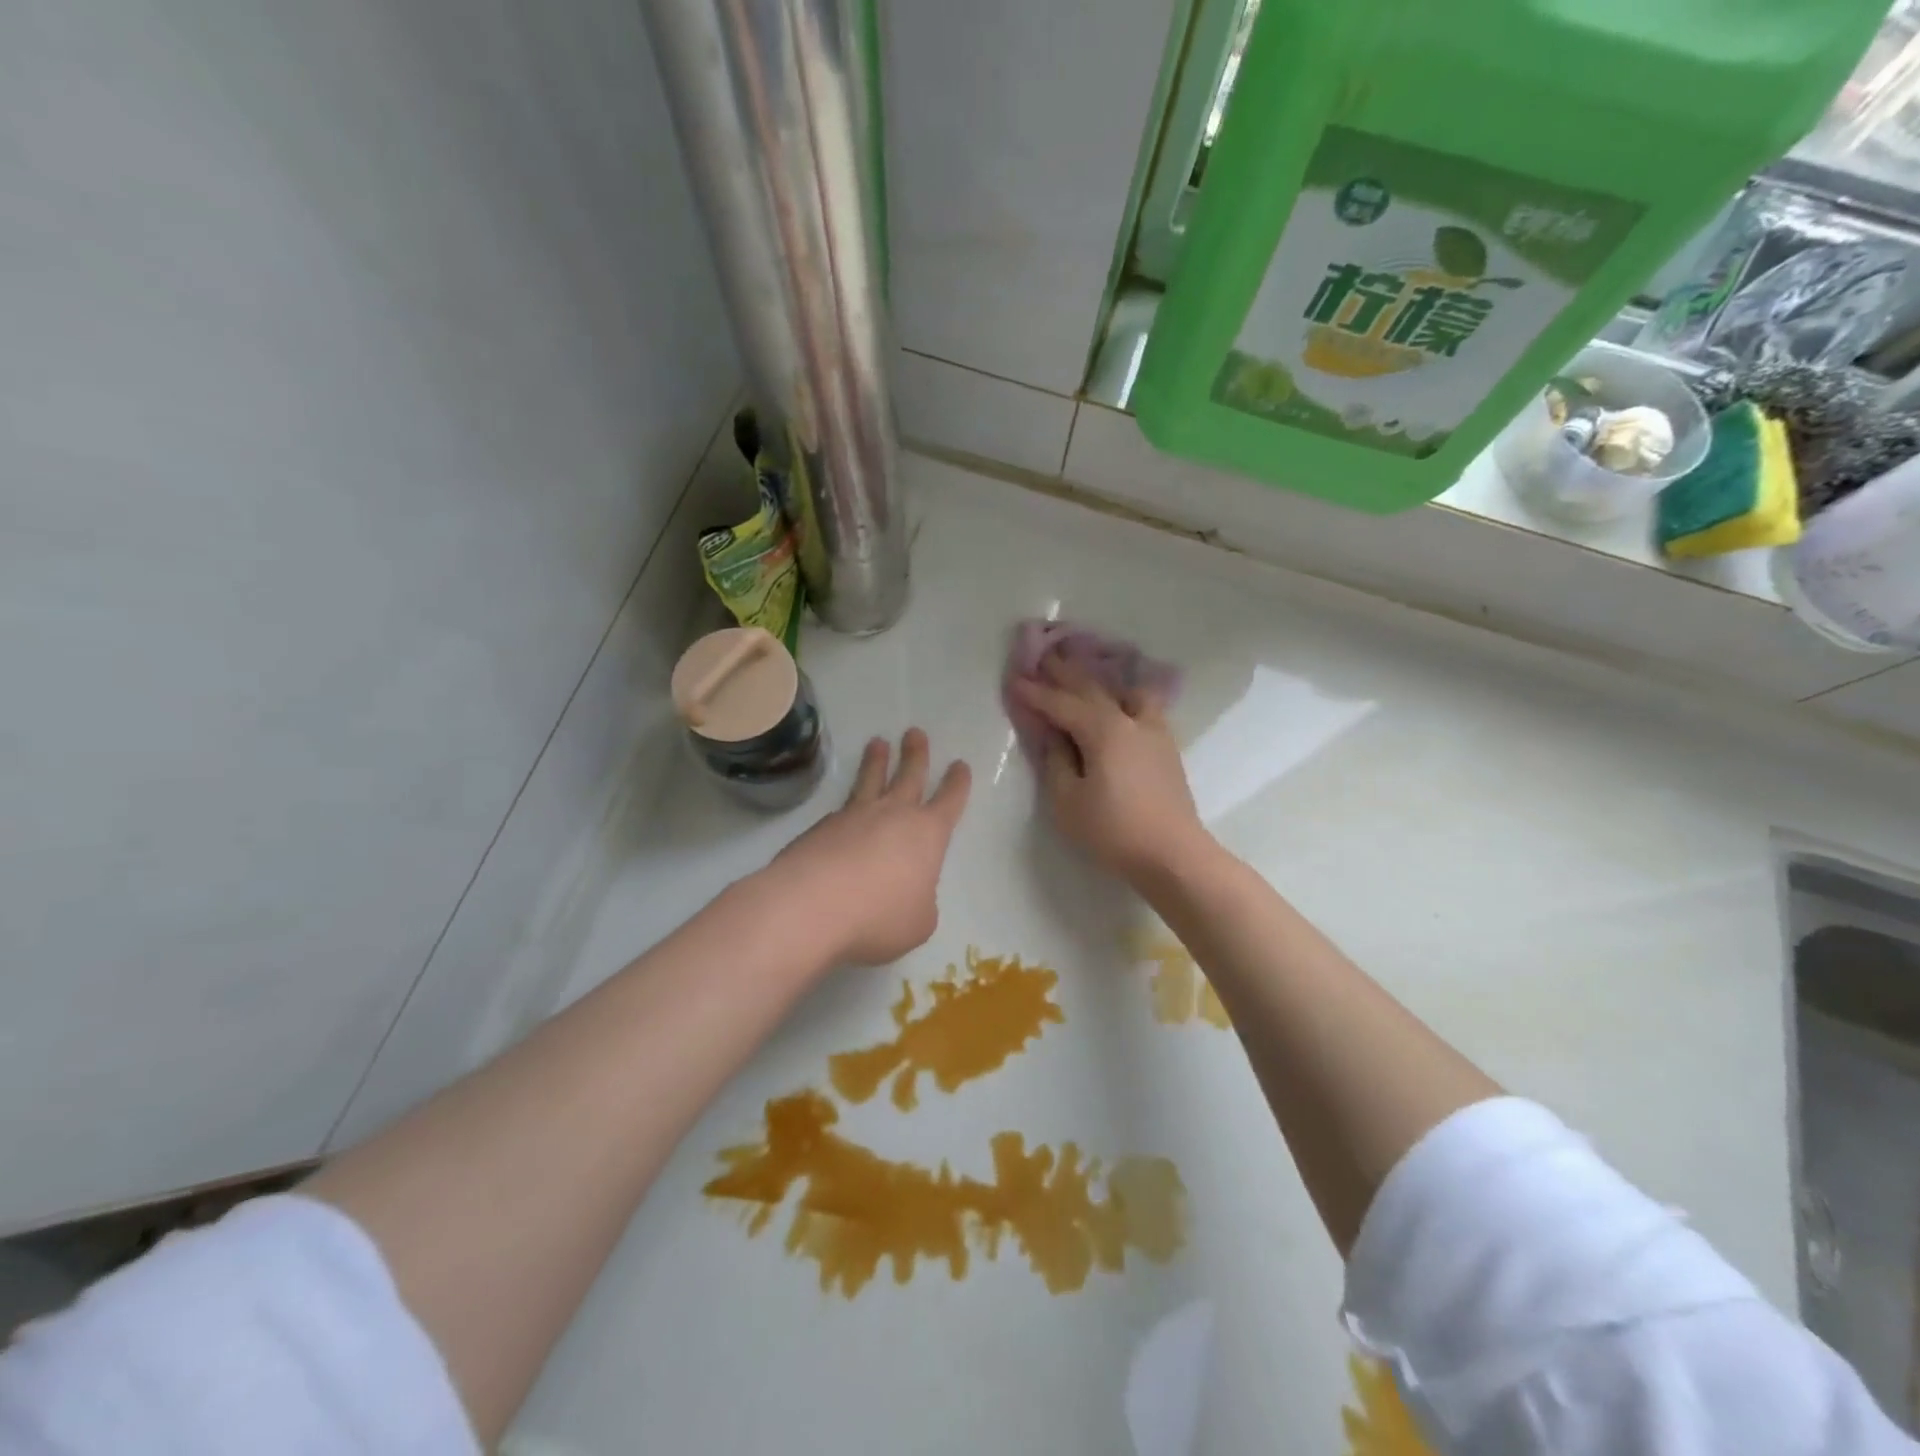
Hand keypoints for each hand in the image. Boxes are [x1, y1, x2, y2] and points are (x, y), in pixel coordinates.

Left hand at [761, 728, 970, 966]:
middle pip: (909, 775)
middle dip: (915, 754)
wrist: (812, 906)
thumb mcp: (918, 921)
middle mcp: (893, 815)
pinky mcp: (820, 828)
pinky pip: (840, 810)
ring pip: (870, 780)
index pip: (949, 801)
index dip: (957, 784)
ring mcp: (853, 817)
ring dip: (876, 761)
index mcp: (927, 834)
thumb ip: (919, 901)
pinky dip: (845, 806)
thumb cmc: (879, 916)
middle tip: (914, 733)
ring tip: (877, 743)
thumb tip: (906, 892)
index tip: (959, 765)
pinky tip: (841, 812)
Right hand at [1011, 657, 1209, 884]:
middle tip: (1044, 657)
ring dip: (1100, 679)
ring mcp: (1153, 730)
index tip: (1014, 681)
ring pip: (1124, 691)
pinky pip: (1143, 706)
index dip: (1036, 694)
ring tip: (1086, 673)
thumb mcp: (1068, 801)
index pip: (1062, 704)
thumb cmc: (1114, 831)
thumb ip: (1056, 762)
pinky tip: (1121, 702)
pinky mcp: (1166, 746)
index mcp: (1103, 731)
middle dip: (1065, 673)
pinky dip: (1124, 696)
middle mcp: (1130, 720)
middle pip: (1093, 689)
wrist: (1173, 854)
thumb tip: (1053, 736)